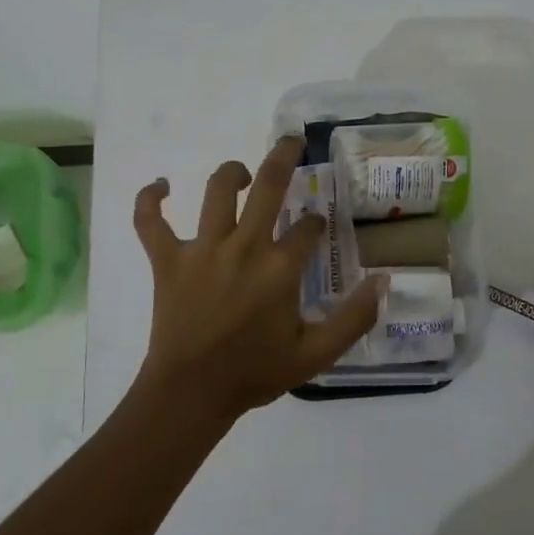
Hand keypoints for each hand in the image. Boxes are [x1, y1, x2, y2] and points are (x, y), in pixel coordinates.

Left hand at [132, 137, 382, 423]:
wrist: (191, 393)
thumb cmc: (255, 373)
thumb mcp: (316, 355)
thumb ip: (355, 318)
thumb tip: (383, 281)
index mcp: (280, 268)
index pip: (308, 227)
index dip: (316, 223)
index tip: (316, 229)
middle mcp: (244, 246)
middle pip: (268, 185)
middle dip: (284, 156)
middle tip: (293, 141)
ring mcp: (202, 249)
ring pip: (216, 190)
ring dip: (232, 172)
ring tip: (243, 172)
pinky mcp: (167, 259)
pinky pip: (150, 221)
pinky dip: (150, 200)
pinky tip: (160, 186)